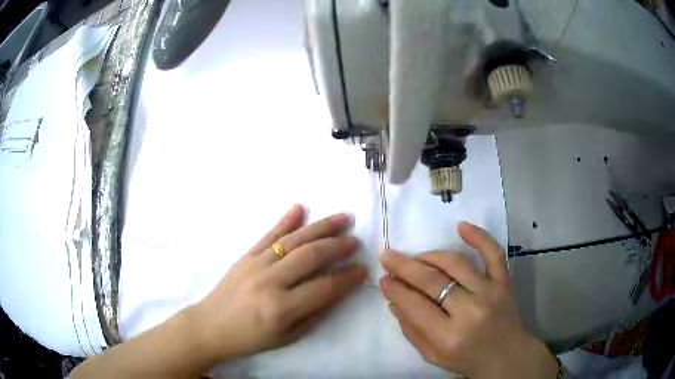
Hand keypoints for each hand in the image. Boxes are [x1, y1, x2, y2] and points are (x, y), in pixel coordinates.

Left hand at [190, 205, 365, 363]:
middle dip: (338, 246)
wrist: (211, 326)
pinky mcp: (246, 255)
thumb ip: (315, 313)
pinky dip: (285, 220)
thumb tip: (338, 290)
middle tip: (356, 241)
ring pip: (294, 240)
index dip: (347, 278)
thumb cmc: (251, 338)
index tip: (363, 269)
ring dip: (320, 227)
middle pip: (311, 256)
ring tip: (342, 218)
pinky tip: (300, 208)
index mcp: (282, 308)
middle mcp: (270, 282)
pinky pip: (268, 235)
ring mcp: (256, 264)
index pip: (324, 287)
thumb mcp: (288, 336)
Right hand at [380, 222, 557, 377]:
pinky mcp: (504, 282)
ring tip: (416, 257)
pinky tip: (461, 226)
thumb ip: (411, 329)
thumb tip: (393, 300)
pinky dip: (479, 237)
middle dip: (405, 267)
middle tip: (388, 257)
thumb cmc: (466, 360)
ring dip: (431, 256)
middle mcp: (470, 311)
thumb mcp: (432, 355)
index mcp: (448, 336)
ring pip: (456, 263)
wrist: (505, 356)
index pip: (415, 305)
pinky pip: (493, 253)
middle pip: (432, 281)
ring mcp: (490, 292)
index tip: (383, 278)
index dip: (395, 289)